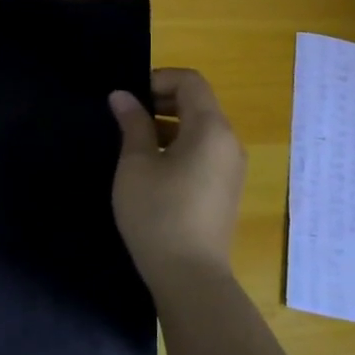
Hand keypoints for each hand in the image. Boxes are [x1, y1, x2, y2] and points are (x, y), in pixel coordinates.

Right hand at [108, 68, 246, 286]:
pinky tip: (152, 170)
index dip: (158, 79)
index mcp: (211, 129)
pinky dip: (180, 147)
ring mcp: (231, 168)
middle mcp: (229, 143)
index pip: (190, 82)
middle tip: (126, 117)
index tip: (128, 98)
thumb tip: (123, 96)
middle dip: (161, 101)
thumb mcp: (136, 164)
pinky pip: (204, 153)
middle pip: (198, 103)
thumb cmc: (158, 213)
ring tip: (134, 144)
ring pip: (201, 129)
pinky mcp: (225, 190)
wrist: (189, 276)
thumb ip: (132, 124)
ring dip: (168, 126)